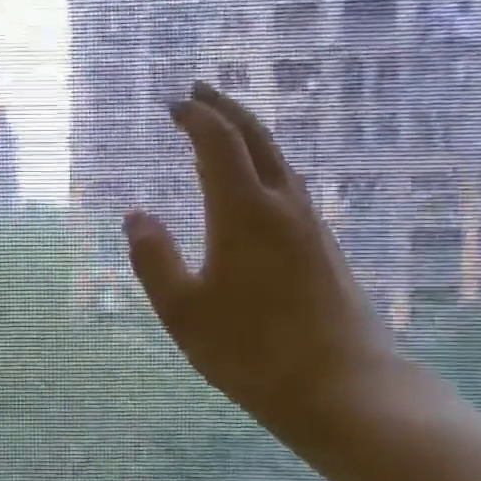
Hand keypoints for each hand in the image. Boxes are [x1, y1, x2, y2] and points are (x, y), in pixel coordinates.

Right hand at [124, 83, 405, 449]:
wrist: (345, 388)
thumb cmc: (253, 352)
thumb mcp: (184, 311)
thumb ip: (154, 260)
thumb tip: (135, 216)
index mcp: (245, 213)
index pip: (218, 144)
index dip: (195, 118)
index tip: (174, 104)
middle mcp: (283, 206)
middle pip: (257, 139)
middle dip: (226, 109)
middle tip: (200, 92)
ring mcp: (309, 226)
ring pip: (277, 161)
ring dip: (248, 136)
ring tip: (221, 131)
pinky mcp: (323, 248)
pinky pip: (287, 187)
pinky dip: (262, 166)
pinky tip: (253, 187)